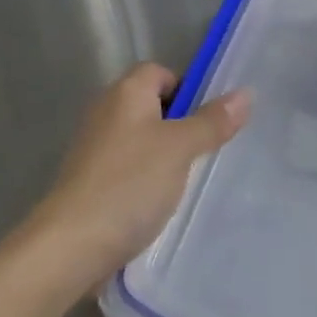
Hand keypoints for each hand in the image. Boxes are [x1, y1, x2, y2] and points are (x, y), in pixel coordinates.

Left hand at [25, 63, 250, 295]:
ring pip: (141, 139)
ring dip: (164, 155)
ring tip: (190, 180)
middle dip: (180, 125)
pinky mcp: (90, 179)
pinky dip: (145, 179)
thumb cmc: (129, 184)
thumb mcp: (180, 149)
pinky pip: (128, 167)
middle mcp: (106, 111)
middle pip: (151, 105)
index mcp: (125, 92)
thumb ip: (211, 122)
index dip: (187, 89)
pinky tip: (161, 203)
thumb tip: (245, 94)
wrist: (71, 244)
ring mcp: (94, 147)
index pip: (160, 72)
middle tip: (208, 150)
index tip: (210, 119)